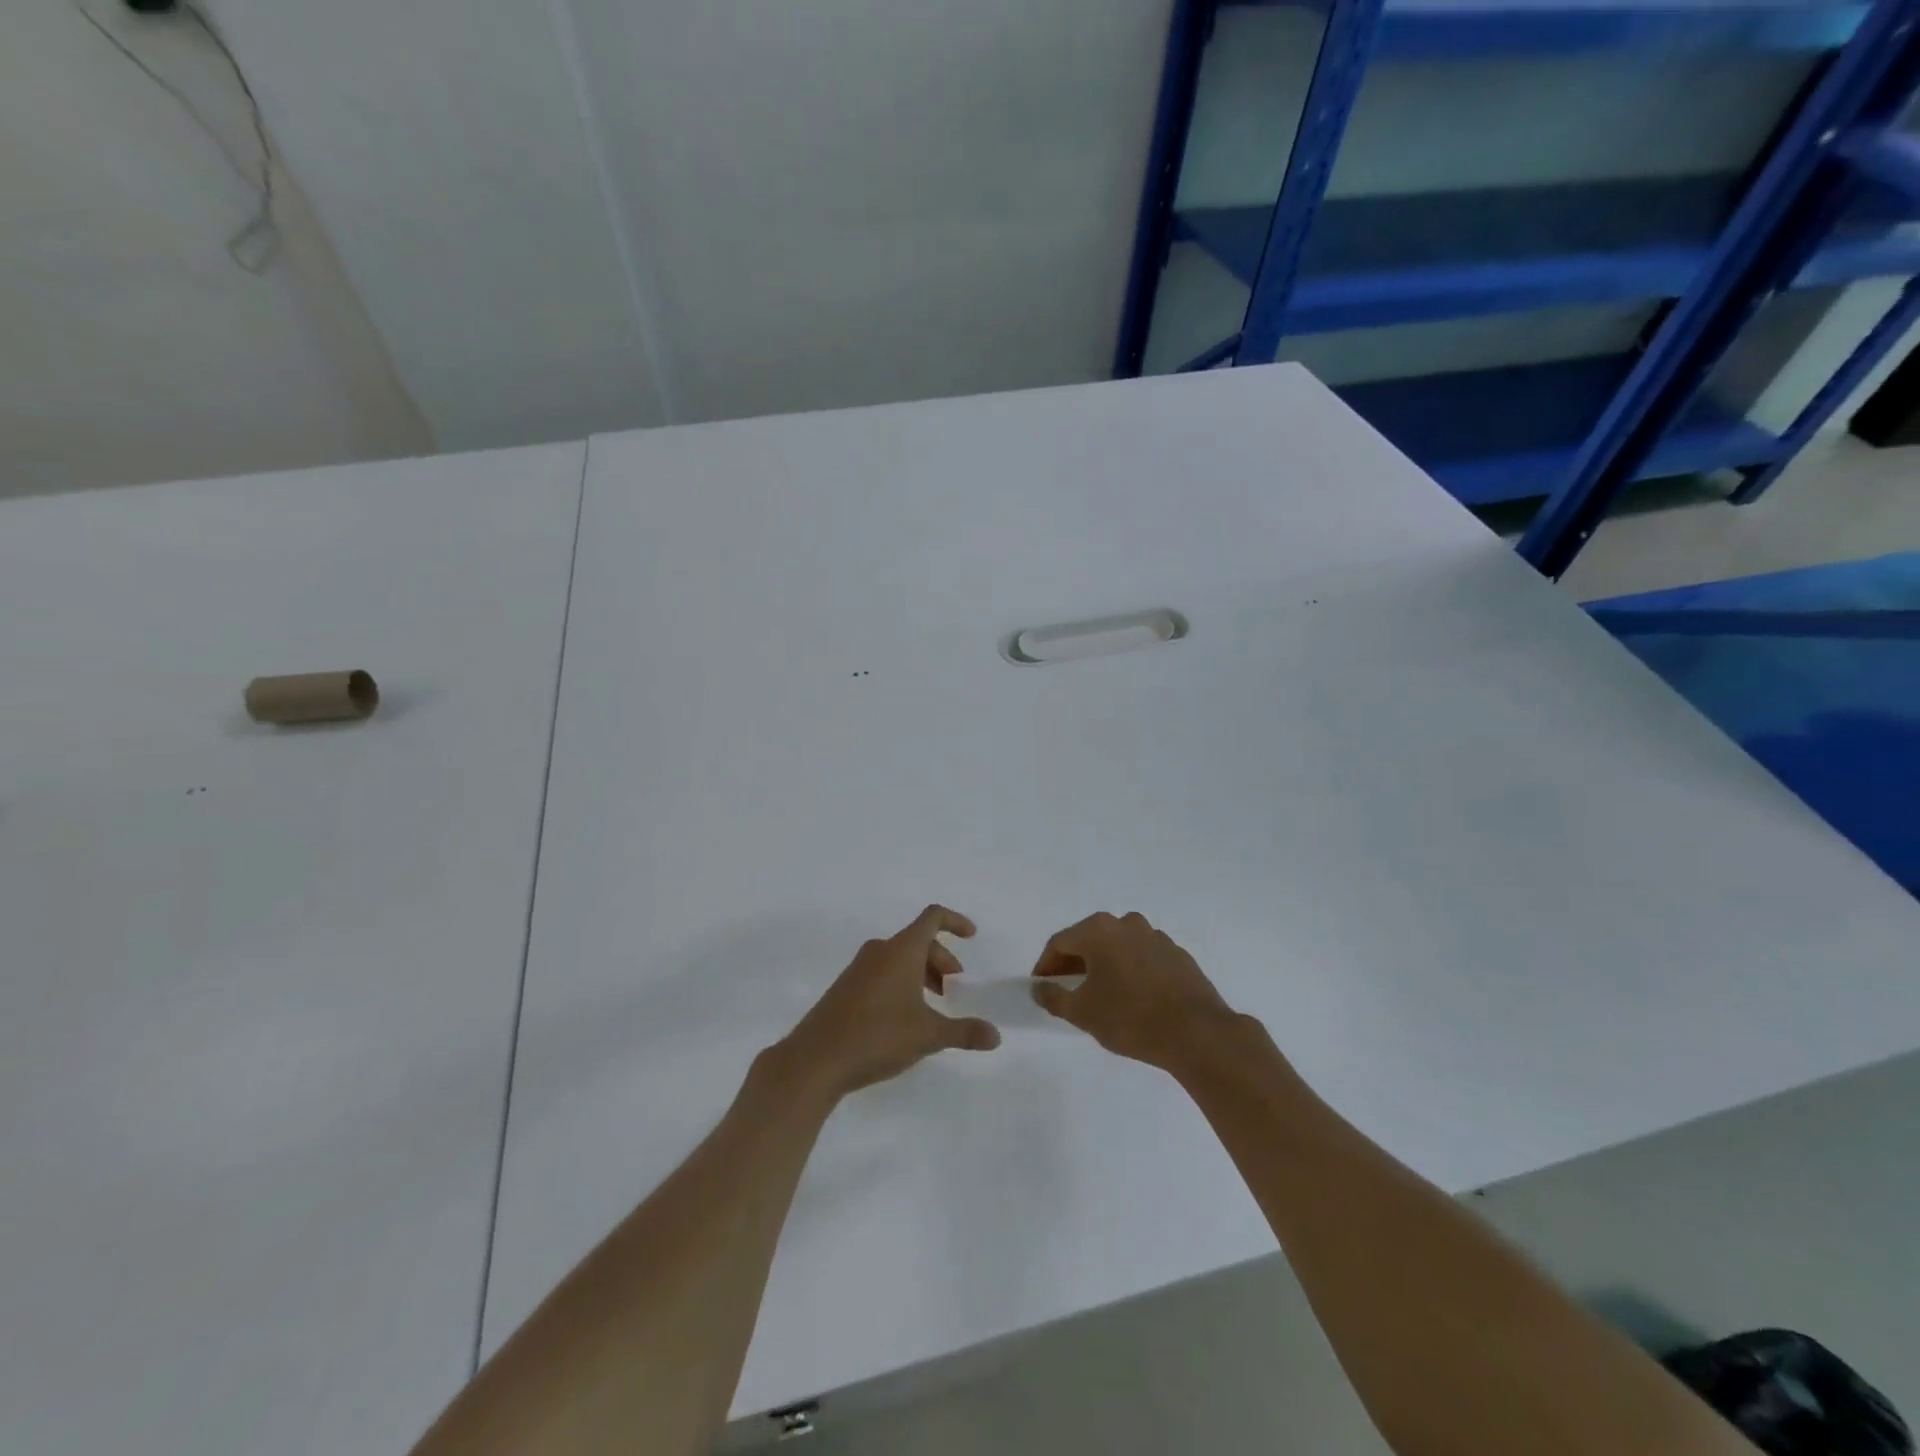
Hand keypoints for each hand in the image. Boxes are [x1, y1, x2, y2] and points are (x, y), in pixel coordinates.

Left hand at [778, 905, 1001, 1099]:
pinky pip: (882, 972)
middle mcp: (879, 951)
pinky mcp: (845, 987)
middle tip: (954, 990)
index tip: (971, 936)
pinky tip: (904, 1018)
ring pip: (899, 958)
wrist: (815, 1059)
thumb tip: (995, 1036)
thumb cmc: (877, 1036)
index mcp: (901, 950)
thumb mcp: (928, 1035)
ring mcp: (858, 968)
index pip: (932, 918)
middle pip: (918, 941)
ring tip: (932, 1007)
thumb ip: (964, 1032)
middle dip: (941, 960)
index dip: (955, 921)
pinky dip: (901, 983)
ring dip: (921, 974)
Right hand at [1031, 911, 1235, 1070]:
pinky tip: (1133, 998)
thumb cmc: (1130, 1018)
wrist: (1197, 1033)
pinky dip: (1130, 971)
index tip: (1042, 987)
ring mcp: (1156, 937)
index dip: (1046, 965)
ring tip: (1101, 996)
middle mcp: (1126, 923)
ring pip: (1118, 947)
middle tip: (1067, 991)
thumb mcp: (1082, 1012)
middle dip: (1074, 964)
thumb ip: (1053, 997)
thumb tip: (1039, 988)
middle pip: (1089, 940)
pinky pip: (1143, 958)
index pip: (1060, 942)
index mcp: (1099, 930)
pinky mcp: (1178, 955)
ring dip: (1104, 966)